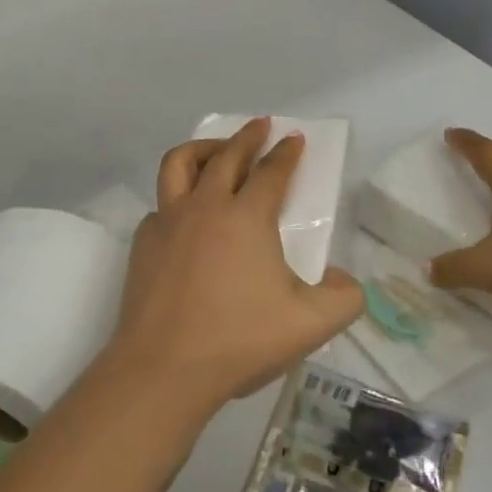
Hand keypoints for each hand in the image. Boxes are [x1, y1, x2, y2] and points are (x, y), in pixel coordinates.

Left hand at [106, 118, 364, 422]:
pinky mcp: (144, 240)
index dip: (286, 153)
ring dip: (203, 148)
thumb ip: (343, 299)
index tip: (294, 137)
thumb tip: (346, 280)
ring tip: (217, 148)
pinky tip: (185, 214)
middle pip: (227, 155)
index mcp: (247, 217)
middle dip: (248, 136)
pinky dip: (177, 196)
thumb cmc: (239, 340)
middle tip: (260, 125)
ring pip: (180, 163)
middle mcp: (206, 206)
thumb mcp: (309, 325)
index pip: (271, 172)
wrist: (164, 367)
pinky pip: (161, 203)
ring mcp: (169, 220)